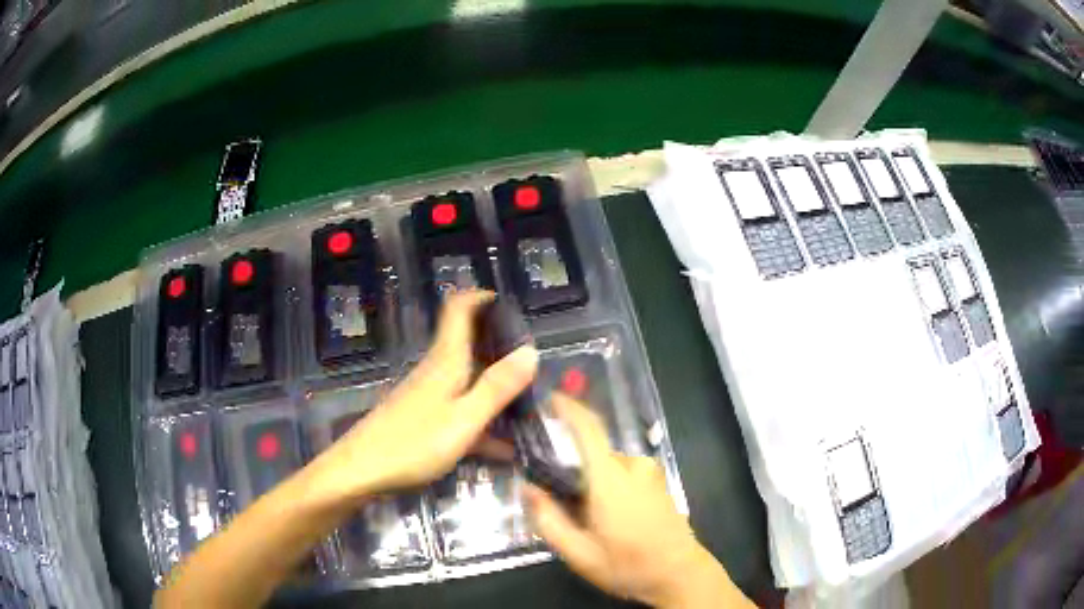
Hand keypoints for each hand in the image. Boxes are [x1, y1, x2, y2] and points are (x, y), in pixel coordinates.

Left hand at [310, 291, 536, 502]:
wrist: (360, 472)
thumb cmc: (412, 444)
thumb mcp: (463, 419)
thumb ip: (496, 387)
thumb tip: (531, 350)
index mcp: (446, 361)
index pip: (458, 309)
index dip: (480, 297)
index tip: (510, 304)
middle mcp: (436, 370)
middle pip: (467, 344)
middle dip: (499, 347)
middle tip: (535, 363)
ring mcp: (427, 396)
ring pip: (467, 380)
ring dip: (495, 387)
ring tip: (531, 406)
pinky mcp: (422, 419)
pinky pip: (460, 410)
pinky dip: (482, 421)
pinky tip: (505, 448)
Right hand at [525, 395, 750, 608]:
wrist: (679, 574)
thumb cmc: (628, 565)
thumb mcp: (579, 553)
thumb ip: (548, 519)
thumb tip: (527, 488)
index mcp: (611, 478)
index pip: (588, 428)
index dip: (567, 408)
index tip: (547, 398)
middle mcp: (633, 466)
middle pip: (593, 453)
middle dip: (573, 470)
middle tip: (560, 502)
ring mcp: (651, 473)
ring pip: (608, 465)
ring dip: (593, 482)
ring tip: (586, 518)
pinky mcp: (659, 482)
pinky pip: (625, 473)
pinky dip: (610, 485)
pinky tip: (610, 518)